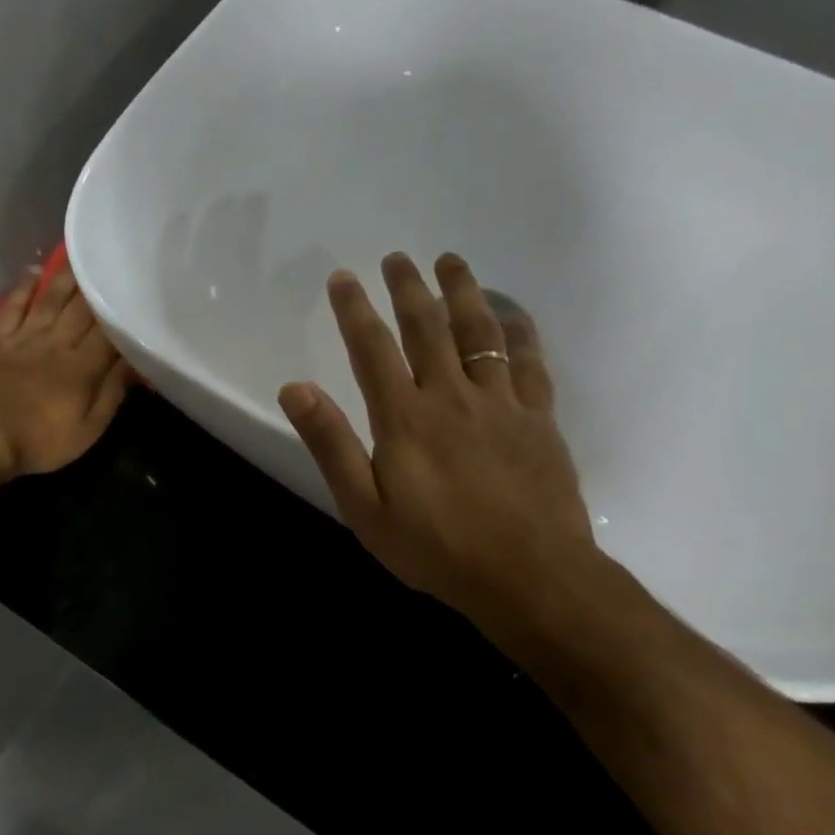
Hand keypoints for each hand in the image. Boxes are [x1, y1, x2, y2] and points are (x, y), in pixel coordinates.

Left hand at [0, 263, 130, 478]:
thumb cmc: (40, 441)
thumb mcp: (87, 430)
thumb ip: (112, 394)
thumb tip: (135, 364)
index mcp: (82, 367)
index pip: (109, 333)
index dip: (123, 314)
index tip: (136, 295)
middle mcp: (56, 343)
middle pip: (81, 310)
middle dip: (98, 287)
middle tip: (111, 263)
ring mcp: (24, 338)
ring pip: (50, 300)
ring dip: (66, 278)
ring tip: (80, 257)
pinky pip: (13, 307)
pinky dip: (24, 288)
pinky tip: (34, 273)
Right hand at [278, 252, 598, 632]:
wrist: (528, 576)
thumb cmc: (436, 549)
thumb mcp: (364, 508)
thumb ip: (331, 445)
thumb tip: (295, 388)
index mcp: (404, 418)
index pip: (372, 349)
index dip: (354, 310)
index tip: (343, 278)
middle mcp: (451, 396)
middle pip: (427, 328)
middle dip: (408, 289)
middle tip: (398, 258)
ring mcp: (501, 404)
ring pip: (480, 334)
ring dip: (463, 293)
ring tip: (451, 262)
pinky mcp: (539, 420)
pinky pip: (529, 364)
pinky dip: (519, 333)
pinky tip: (512, 315)